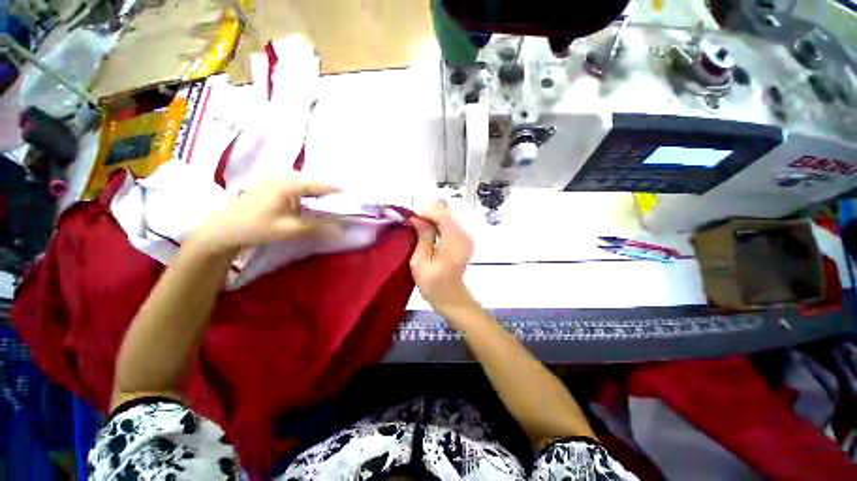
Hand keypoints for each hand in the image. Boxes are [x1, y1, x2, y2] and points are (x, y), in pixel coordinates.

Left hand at [194, 173, 339, 253]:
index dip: (338, 190)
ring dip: (320, 190)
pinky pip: (298, 184)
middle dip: (331, 190)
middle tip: (346, 200)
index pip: (321, 184)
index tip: (354, 196)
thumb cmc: (256, 227)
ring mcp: (277, 178)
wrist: (225, 228)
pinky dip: (310, 191)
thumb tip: (342, 230)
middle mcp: (284, 175)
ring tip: (334, 200)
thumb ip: (318, 228)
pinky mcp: (273, 183)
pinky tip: (314, 200)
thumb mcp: (290, 229)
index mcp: (289, 184)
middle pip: (315, 180)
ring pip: (307, 182)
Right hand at [410, 201, 480, 320]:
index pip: (441, 213)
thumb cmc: (433, 284)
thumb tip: (418, 218)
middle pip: (445, 213)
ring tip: (420, 231)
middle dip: (428, 215)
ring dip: (432, 220)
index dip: (425, 212)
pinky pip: (450, 224)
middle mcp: (464, 235)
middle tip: (415, 226)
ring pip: (447, 217)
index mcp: (454, 241)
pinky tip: (430, 235)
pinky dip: (438, 225)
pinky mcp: (465, 239)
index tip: (413, 220)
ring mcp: (466, 237)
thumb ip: (423, 237)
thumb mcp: (421, 262)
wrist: (452, 298)